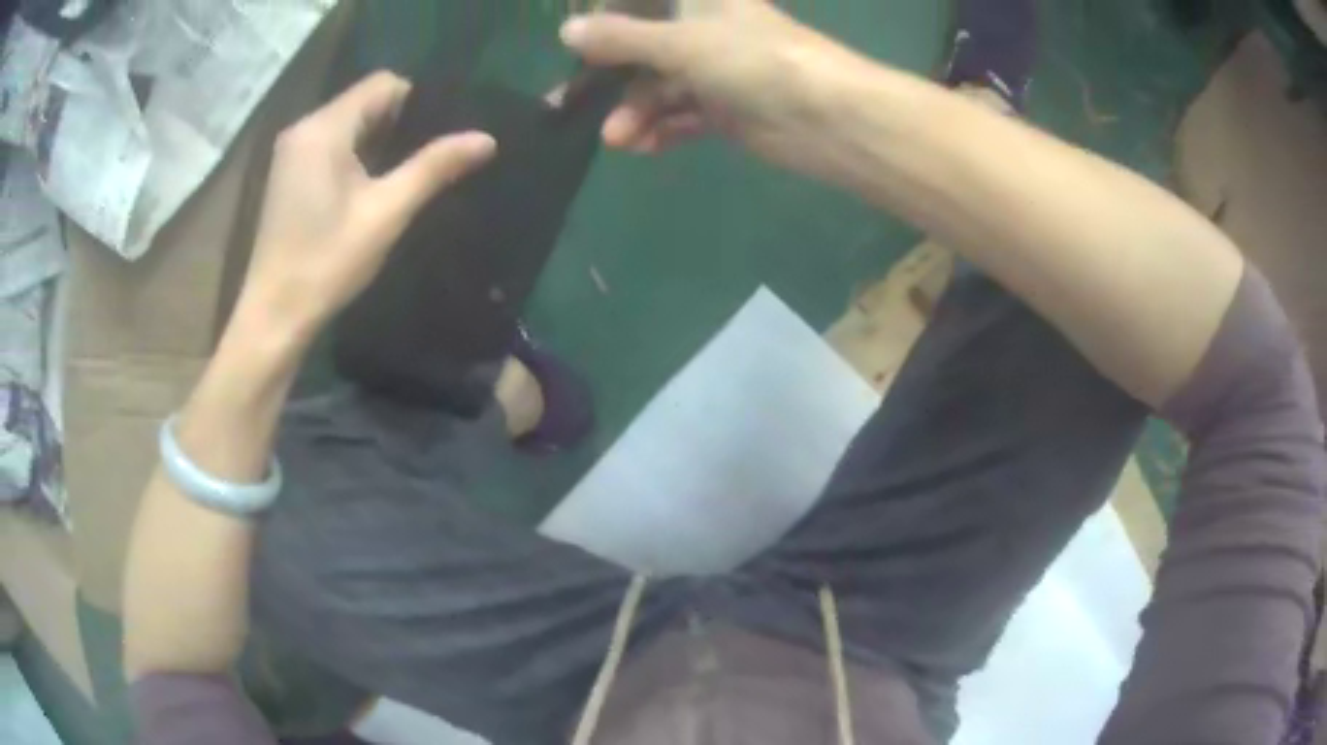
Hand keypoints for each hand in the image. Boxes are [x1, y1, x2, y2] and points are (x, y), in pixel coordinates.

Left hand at [239, 71, 496, 340]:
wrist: (274, 315)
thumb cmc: (327, 262)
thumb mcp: (386, 212)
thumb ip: (433, 167)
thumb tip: (487, 138)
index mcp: (324, 128)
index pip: (383, 83)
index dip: (418, 101)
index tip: (439, 135)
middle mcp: (304, 128)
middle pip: (365, 101)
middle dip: (400, 122)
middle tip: (430, 156)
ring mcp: (292, 152)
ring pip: (349, 124)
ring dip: (380, 140)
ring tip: (406, 173)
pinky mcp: (289, 174)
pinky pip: (332, 144)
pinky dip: (357, 154)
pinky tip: (371, 187)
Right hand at [560, 0, 843, 158]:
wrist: (826, 118)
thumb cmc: (753, 60)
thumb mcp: (679, 42)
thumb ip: (622, 38)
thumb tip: (567, 31)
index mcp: (700, 1)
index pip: (644, 4)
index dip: (608, 18)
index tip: (575, 42)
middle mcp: (707, 32)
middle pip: (645, 48)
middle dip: (613, 77)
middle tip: (574, 104)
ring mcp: (718, 72)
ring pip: (662, 87)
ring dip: (636, 112)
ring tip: (617, 138)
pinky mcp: (728, 111)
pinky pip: (684, 117)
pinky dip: (663, 131)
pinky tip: (643, 147)